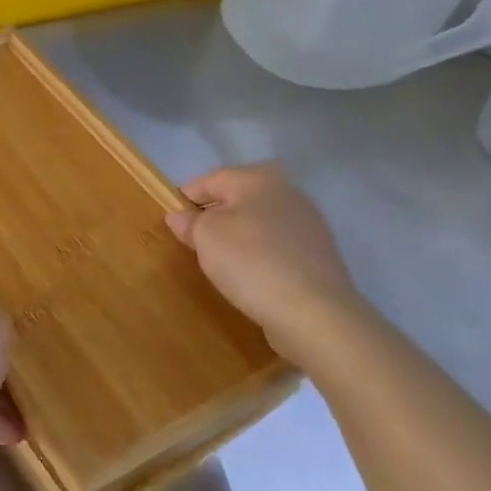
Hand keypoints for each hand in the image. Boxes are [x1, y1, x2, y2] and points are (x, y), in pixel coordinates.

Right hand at [165, 163, 371, 365]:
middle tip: (195, 244)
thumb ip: (190, 222)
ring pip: (258, 224)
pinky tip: (251, 277)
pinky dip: (260, 256)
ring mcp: (308, 224)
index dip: (186, 199)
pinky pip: (276, 247)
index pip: (210, 180)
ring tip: (221, 264)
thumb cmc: (251, 261)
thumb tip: (180, 216)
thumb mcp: (206, 236)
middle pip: (237, 199)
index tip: (173, 224)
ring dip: (237, 238)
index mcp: (258, 178)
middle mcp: (288, 192)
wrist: (314, 313)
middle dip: (214, 218)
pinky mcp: (318, 255)